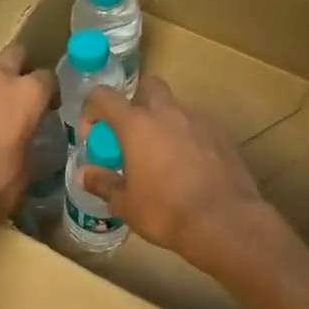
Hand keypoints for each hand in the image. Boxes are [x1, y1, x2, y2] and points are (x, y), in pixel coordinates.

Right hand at [80, 79, 270, 267]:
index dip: (91, 110)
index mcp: (137, 125)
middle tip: (130, 135)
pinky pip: (199, 128)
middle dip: (134, 102)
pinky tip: (189, 169)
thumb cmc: (166, 212)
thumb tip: (83, 175)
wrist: (225, 222)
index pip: (103, 96)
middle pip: (147, 86)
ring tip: (161, 157)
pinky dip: (188, 139)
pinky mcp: (223, 136)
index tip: (92, 137)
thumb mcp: (126, 204)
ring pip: (176, 108)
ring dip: (163, 124)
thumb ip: (103, 184)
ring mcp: (200, 121)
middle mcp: (168, 113)